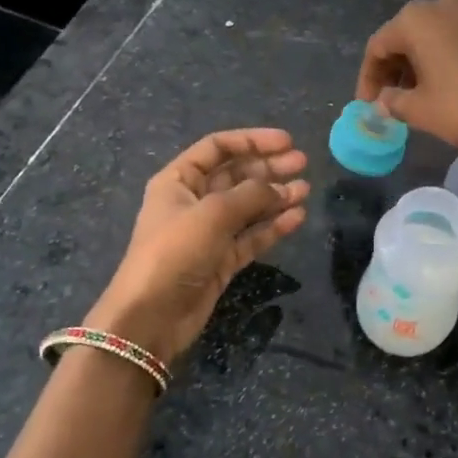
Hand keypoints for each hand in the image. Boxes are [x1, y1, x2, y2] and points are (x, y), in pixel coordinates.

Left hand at [84, 129, 309, 361]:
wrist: (152, 316)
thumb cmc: (175, 252)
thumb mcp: (213, 214)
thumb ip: (251, 194)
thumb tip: (281, 188)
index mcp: (179, 181)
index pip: (218, 148)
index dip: (252, 141)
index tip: (287, 142)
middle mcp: (193, 201)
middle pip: (236, 175)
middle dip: (269, 168)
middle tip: (303, 164)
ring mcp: (208, 232)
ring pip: (248, 206)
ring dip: (276, 196)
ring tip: (305, 191)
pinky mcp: (221, 260)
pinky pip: (252, 236)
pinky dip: (273, 226)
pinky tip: (297, 217)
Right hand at [357, 0, 457, 156]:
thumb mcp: (422, 110)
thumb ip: (393, 102)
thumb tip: (382, 101)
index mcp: (415, 19)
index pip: (377, 47)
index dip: (368, 79)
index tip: (367, 106)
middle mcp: (438, 5)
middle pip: (401, 38)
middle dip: (391, 70)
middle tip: (387, 102)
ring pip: (426, 38)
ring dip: (414, 66)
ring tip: (411, 99)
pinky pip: (449, 39)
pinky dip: (436, 60)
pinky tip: (437, 87)